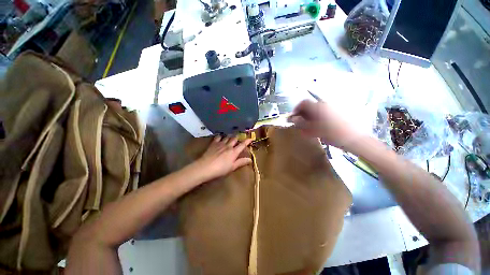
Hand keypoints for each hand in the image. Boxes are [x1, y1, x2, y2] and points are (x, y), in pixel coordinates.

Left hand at [193, 135, 252, 181]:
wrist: (206, 167)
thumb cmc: (220, 169)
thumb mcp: (232, 167)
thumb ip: (241, 162)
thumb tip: (250, 159)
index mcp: (234, 152)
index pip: (242, 145)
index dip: (247, 141)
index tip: (251, 138)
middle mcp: (228, 146)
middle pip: (234, 138)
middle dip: (238, 137)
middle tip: (239, 138)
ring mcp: (220, 143)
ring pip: (227, 137)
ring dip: (230, 136)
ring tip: (231, 136)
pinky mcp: (213, 143)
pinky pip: (218, 137)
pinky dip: (220, 136)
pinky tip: (220, 137)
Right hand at [287, 100, 361, 148]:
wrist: (355, 138)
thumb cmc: (332, 134)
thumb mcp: (313, 130)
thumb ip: (301, 123)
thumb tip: (294, 119)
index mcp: (318, 107)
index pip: (303, 103)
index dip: (296, 109)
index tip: (293, 117)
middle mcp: (325, 104)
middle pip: (310, 106)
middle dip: (303, 113)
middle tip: (300, 123)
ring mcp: (332, 107)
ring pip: (317, 109)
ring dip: (310, 116)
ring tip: (309, 126)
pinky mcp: (338, 112)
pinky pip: (324, 112)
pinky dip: (318, 117)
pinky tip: (319, 126)